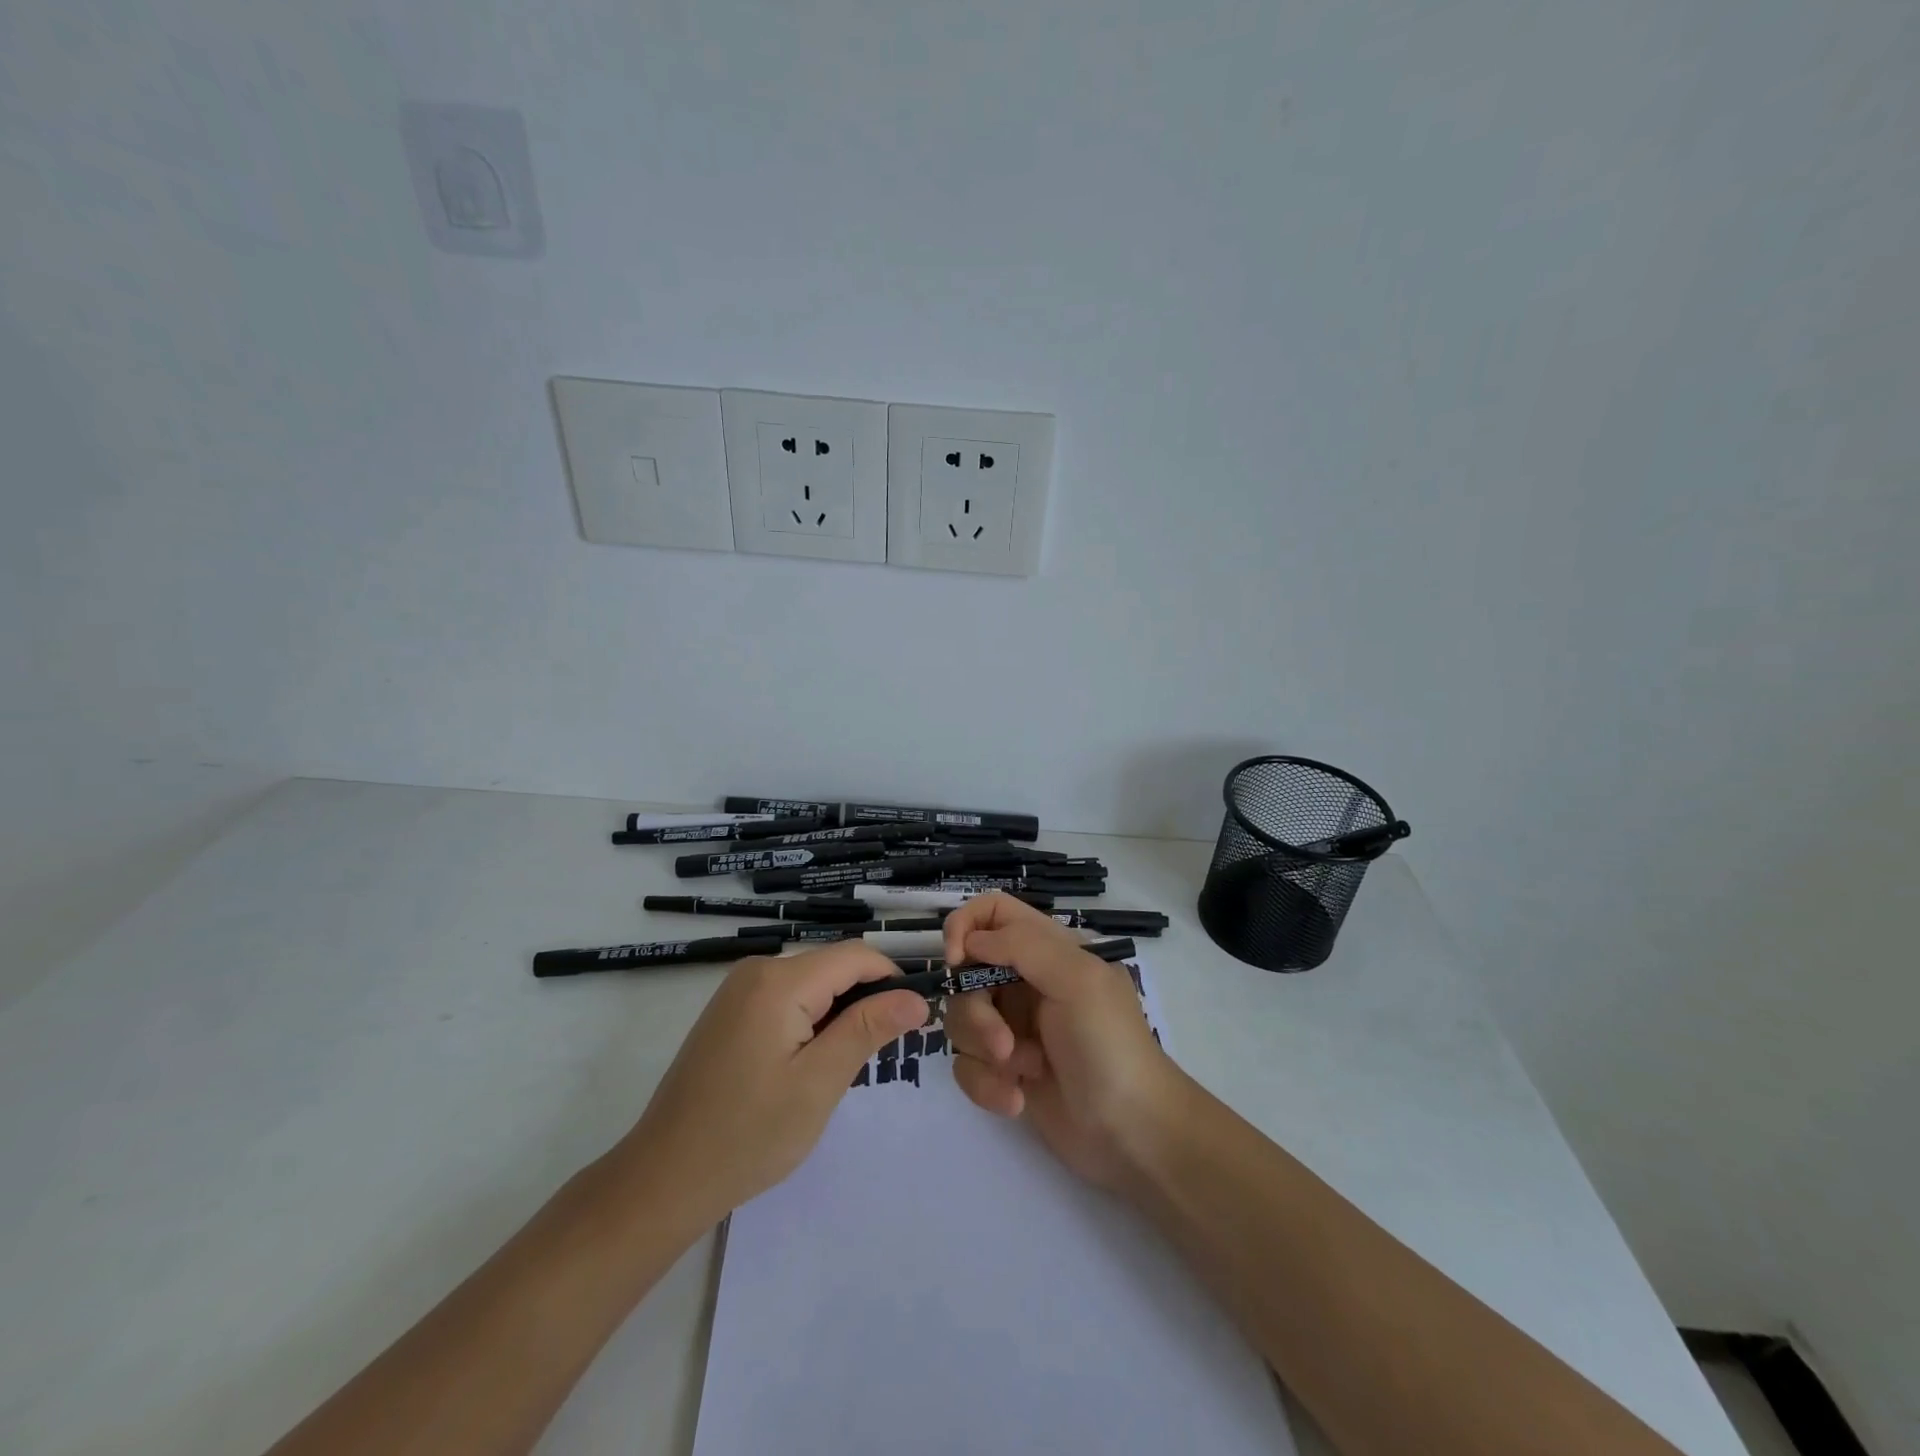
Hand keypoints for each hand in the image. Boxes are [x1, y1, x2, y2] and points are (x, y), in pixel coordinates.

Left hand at [616, 943, 927, 1227]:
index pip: (856, 956)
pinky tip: (807, 1064)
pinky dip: (811, 1020)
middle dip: (864, 1000)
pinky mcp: (731, 1010)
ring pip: (813, 983)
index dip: (893, 980)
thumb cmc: (747, 1135)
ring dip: (838, 1014)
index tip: (914, 1022)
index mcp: (779, 980)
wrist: (663, 1178)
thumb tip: (916, 997)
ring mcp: (739, 989)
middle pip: (833, 966)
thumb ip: (867, 1029)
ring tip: (842, 1067)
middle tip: (877, 1056)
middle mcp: (758, 970)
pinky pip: (788, 998)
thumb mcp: (819, 1083)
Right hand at [942, 892, 1180, 1188]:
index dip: (965, 926)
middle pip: (966, 974)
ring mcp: (1013, 1027)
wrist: (1133, 1135)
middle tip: (1003, 1043)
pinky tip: (1017, 1100)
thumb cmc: (1111, 1046)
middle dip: (977, 1012)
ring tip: (1022, 1073)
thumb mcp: (1078, 980)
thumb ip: (1023, 945)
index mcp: (1047, 950)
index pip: (992, 912)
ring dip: (984, 1051)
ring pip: (961, 1020)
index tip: (956, 960)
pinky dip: (985, 1085)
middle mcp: (1024, 982)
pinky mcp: (1005, 1070)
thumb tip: (970, 940)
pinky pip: (966, 1065)